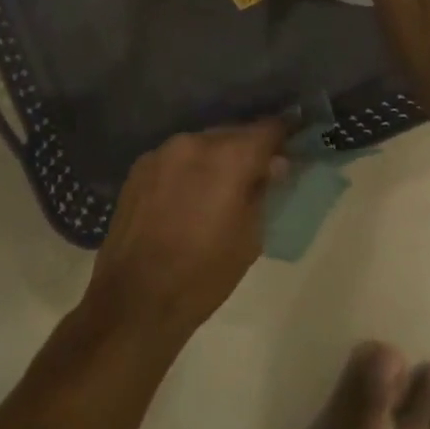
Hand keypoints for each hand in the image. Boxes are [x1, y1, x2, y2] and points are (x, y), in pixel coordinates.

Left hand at [87, 121, 288, 341]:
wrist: (136, 299)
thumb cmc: (204, 274)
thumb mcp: (249, 237)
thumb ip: (262, 192)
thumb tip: (274, 165)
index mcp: (227, 158)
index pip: (267, 129)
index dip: (284, 133)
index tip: (293, 141)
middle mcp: (193, 143)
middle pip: (231, 133)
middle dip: (248, 148)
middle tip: (261, 169)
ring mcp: (160, 152)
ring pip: (201, 144)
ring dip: (216, 157)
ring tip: (222, 184)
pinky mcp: (138, 168)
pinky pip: (175, 158)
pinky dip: (189, 168)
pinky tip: (189, 194)